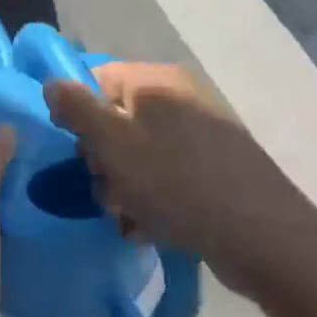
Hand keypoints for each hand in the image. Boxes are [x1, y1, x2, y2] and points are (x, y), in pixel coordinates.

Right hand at [44, 62, 303, 295]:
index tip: (76, 151)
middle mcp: (180, 99)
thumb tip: (53, 82)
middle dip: (101, 159)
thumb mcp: (114, 144)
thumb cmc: (177, 183)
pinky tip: (149, 227)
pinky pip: (166, 176)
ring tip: (127, 216)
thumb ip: (77, 108)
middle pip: (117, 119)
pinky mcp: (215, 169)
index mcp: (157, 82)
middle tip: (106, 190)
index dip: (79, 114)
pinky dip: (152, 199)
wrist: (263, 237)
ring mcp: (201, 134)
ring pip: (139, 154)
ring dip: (123, 186)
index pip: (97, 79)